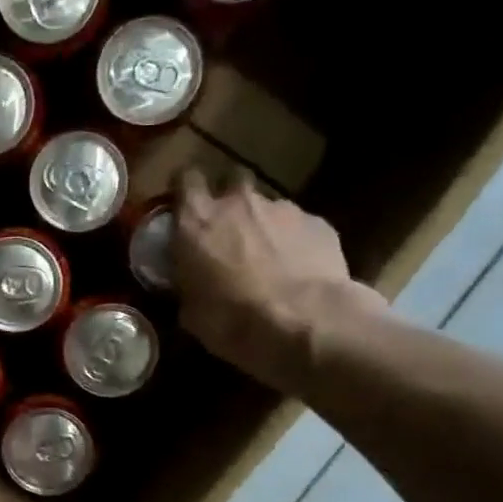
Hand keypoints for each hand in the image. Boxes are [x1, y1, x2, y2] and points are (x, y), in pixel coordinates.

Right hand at [172, 168, 385, 393]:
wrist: (304, 323)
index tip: (184, 204)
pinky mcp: (318, 222)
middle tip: (227, 228)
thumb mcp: (192, 313)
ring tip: (268, 259)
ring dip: (263, 224)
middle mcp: (238, 203)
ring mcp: (282, 208)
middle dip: (228, 197)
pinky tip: (298, 270)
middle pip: (231, 179)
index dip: (185, 189)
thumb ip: (188, 286)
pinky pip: (299, 226)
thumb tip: (191, 287)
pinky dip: (294, 242)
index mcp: (197, 221)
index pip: (185, 178)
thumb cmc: (233, 321)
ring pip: (267, 206)